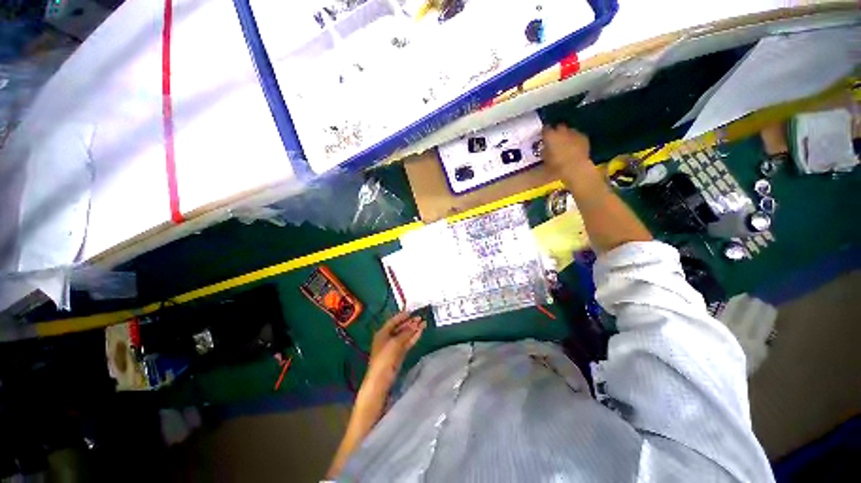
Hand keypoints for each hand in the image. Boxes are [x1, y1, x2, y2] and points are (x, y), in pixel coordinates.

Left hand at [367, 311, 425, 385]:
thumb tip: (415, 324)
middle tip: (421, 317)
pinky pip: (407, 342)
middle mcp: (387, 338)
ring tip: (424, 323)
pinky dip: (413, 337)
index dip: (402, 316)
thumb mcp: (395, 343)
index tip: (411, 311)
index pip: (393, 321)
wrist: (381, 380)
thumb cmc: (385, 358)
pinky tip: (420, 332)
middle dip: (410, 322)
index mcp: (382, 333)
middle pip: (400, 328)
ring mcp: (394, 346)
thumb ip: (406, 332)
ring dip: (414, 329)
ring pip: (405, 335)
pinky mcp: (399, 354)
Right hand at [542, 125, 592, 177]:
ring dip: (567, 135)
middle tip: (555, 140)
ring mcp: (574, 133)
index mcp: (550, 136)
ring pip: (569, 130)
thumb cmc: (556, 165)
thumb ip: (544, 151)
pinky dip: (575, 139)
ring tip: (565, 143)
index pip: (545, 129)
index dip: (544, 133)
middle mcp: (562, 131)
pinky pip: (578, 135)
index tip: (544, 137)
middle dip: (557, 131)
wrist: (575, 167)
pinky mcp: (583, 137)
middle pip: (559, 127)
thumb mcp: (545, 159)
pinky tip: (575, 146)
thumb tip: (545, 148)